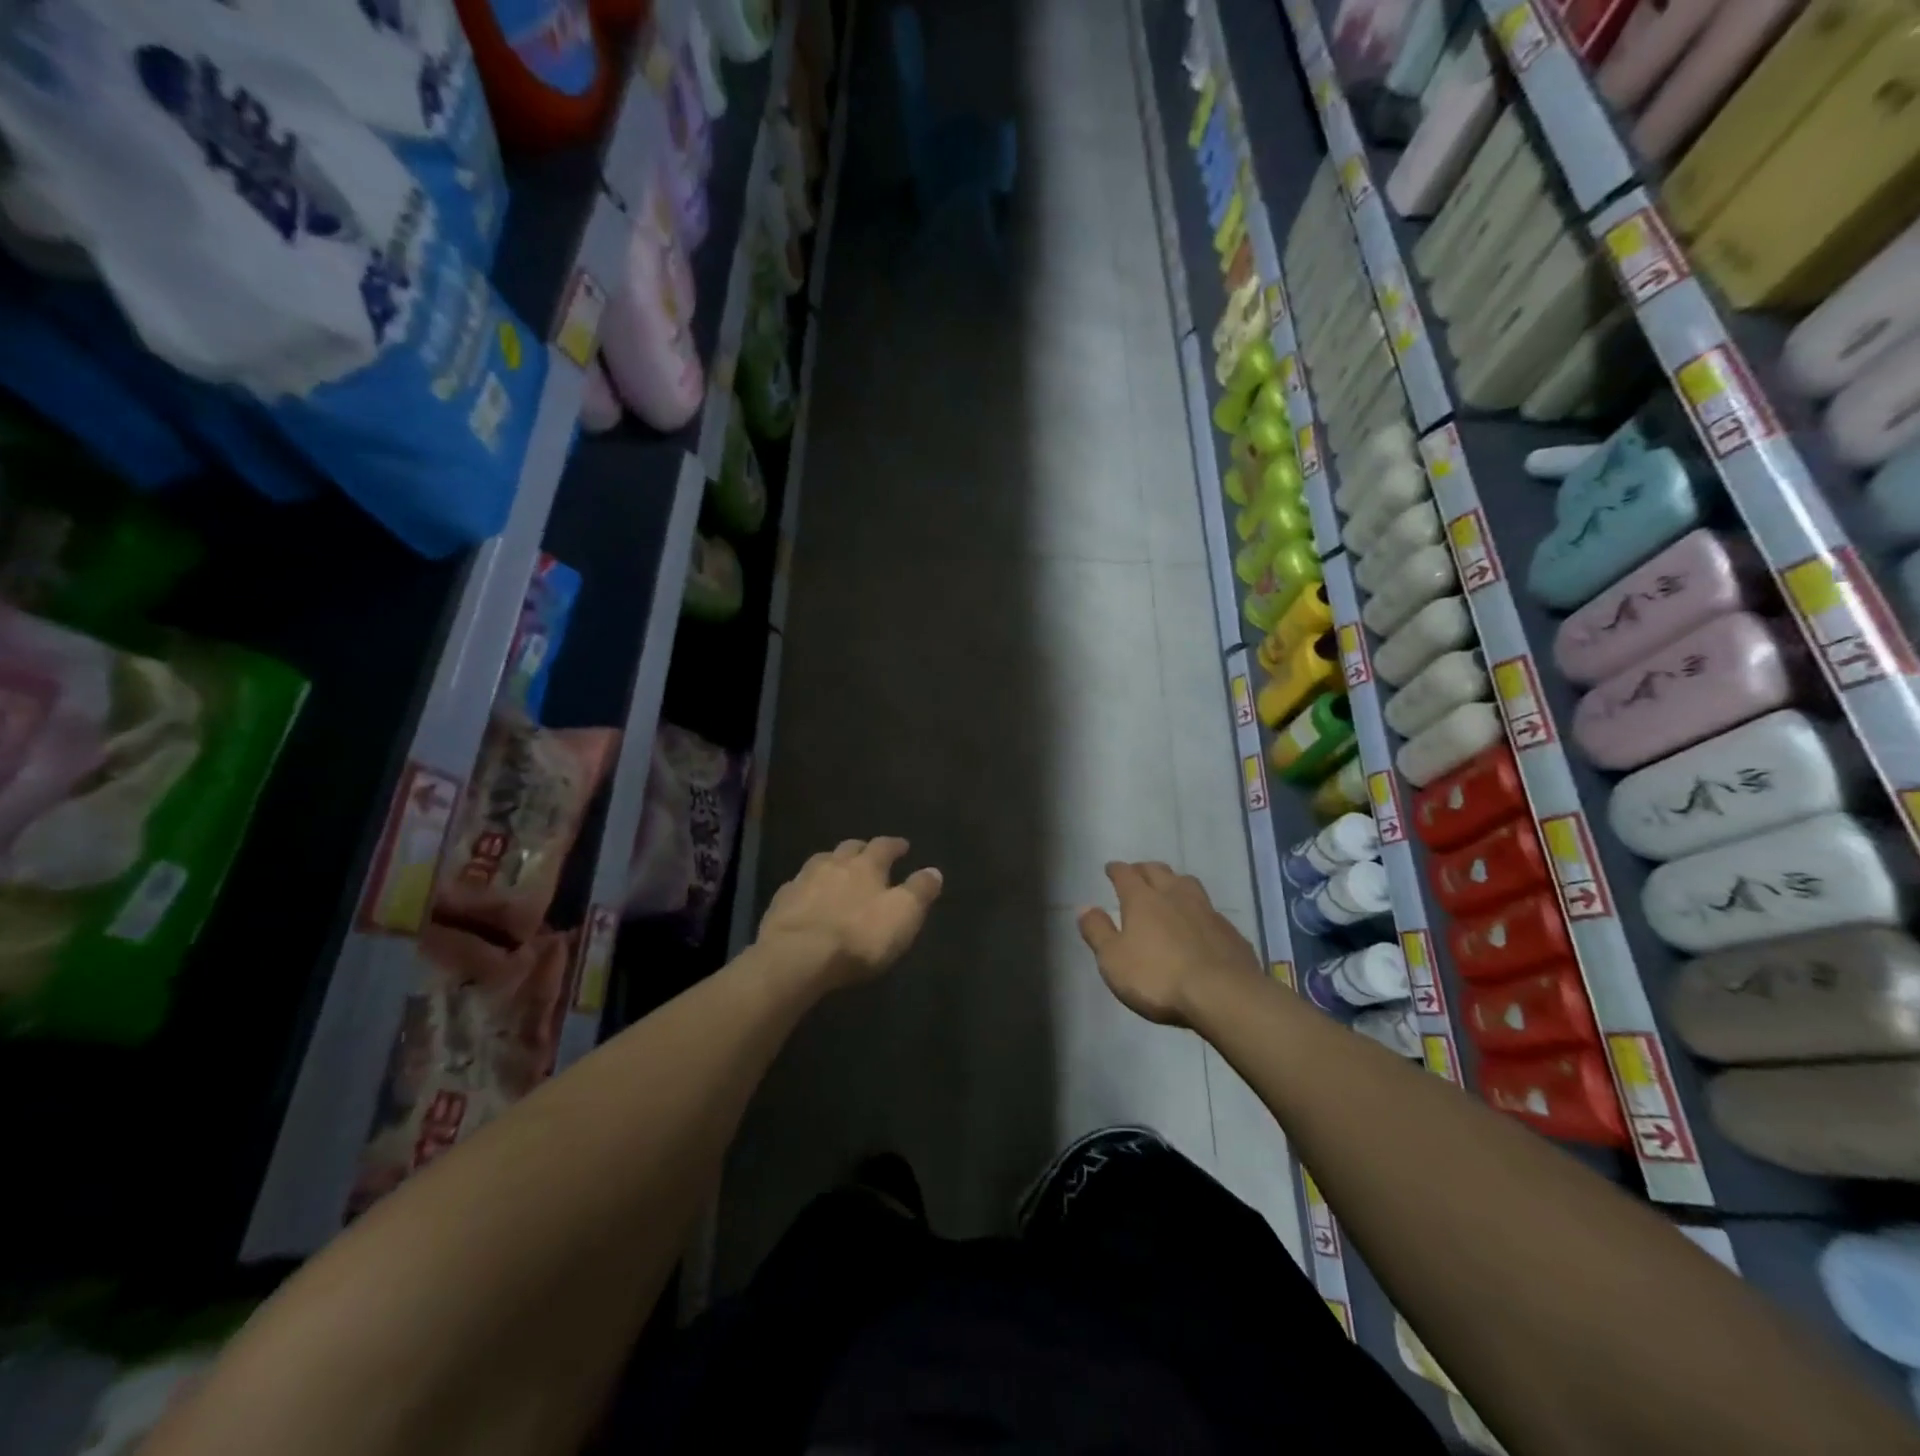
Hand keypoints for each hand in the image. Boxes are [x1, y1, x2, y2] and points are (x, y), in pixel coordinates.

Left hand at [756, 837, 943, 989]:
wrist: (797, 956)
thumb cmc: (858, 936)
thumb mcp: (903, 915)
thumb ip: (920, 891)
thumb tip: (934, 871)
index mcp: (866, 865)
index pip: (884, 846)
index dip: (895, 845)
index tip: (903, 846)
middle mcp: (834, 864)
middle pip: (849, 848)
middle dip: (861, 849)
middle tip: (869, 855)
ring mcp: (803, 880)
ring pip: (821, 862)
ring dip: (832, 864)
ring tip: (838, 871)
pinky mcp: (781, 902)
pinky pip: (798, 886)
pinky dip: (808, 887)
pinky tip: (808, 897)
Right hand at [1077, 862, 1261, 1025]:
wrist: (1222, 994)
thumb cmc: (1158, 977)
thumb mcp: (1113, 960)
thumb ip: (1097, 931)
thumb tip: (1085, 907)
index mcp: (1142, 899)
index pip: (1126, 874)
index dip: (1116, 869)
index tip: (1111, 868)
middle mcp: (1174, 895)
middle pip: (1158, 871)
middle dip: (1144, 869)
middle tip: (1137, 873)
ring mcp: (1206, 910)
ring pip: (1187, 883)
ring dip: (1174, 882)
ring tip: (1169, 889)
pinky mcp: (1229, 930)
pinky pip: (1209, 910)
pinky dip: (1198, 910)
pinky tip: (1199, 922)